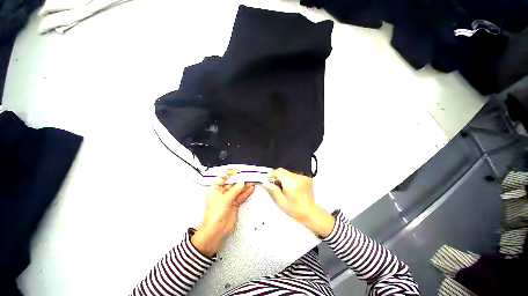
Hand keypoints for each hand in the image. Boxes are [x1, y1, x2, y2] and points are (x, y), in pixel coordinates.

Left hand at [191, 170, 254, 257]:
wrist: (215, 233)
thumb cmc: (214, 216)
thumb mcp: (224, 200)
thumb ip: (234, 190)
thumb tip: (241, 182)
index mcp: (215, 190)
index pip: (223, 178)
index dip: (230, 174)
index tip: (238, 171)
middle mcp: (222, 193)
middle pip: (232, 183)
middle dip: (240, 180)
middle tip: (248, 176)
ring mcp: (229, 198)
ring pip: (238, 189)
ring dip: (245, 186)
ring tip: (252, 181)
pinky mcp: (234, 204)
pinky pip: (241, 196)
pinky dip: (246, 193)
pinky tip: (251, 188)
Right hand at [263, 168, 334, 237]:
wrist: (310, 212)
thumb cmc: (297, 210)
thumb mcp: (281, 202)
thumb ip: (273, 190)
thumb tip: (266, 183)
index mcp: (291, 184)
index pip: (279, 172)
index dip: (272, 174)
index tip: (269, 178)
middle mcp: (298, 179)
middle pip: (283, 170)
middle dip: (277, 175)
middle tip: (275, 183)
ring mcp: (303, 178)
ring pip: (288, 172)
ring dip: (284, 177)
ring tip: (285, 187)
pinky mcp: (306, 178)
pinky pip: (295, 175)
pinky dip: (291, 178)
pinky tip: (291, 187)